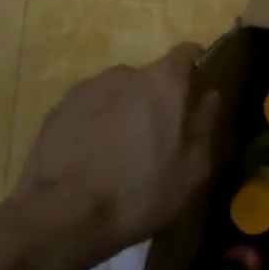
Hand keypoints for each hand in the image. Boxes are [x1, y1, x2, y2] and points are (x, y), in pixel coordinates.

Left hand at [13, 44, 220, 262]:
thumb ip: (205, 125)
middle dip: (157, 99)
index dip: (197, 66)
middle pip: (150, 77)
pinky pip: (89, 109)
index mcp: (163, 82)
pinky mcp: (57, 110)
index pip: (187, 52)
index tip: (199, 90)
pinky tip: (92, 158)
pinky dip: (95, 124)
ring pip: (117, 93)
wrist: (60, 217)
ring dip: (124, 111)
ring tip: (121, 152)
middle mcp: (125, 73)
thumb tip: (211, 96)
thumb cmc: (139, 192)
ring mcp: (87, 89)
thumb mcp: (190, 170)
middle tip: (159, 137)